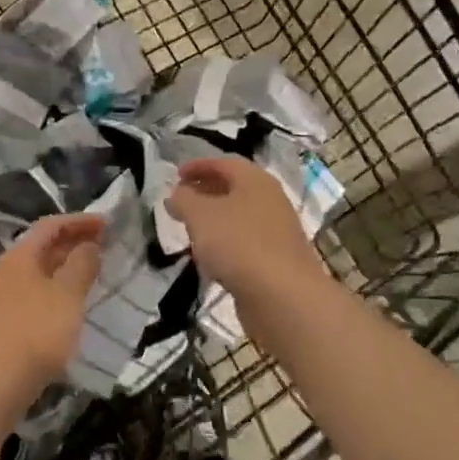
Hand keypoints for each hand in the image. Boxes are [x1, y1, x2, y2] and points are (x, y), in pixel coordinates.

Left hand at [0, 213, 103, 408]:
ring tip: (92, 276)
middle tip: (104, 248)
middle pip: (41, 248)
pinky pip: (32, 297)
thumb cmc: (35, 333)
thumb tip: (89, 244)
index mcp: (18, 256)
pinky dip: (54, 293)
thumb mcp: (68, 295)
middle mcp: (4, 272)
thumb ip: (82, 264)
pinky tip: (69, 309)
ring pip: (37, 274)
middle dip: (74, 244)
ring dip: (64, 270)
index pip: (51, 226)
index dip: (80, 221)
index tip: (108, 225)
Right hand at [166, 157, 329, 301]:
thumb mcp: (200, 216)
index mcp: (256, 180)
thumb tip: (177, 194)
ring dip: (215, 220)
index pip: (224, 163)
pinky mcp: (277, 260)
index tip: (176, 176)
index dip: (198, 166)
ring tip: (191, 231)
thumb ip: (184, 200)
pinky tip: (212, 260)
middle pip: (234, 189)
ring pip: (240, 217)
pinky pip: (246, 243)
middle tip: (181, 202)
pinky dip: (226, 244)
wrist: (283, 296)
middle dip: (205, 192)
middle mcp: (271, 200)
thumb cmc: (239, 244)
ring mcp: (277, 231)